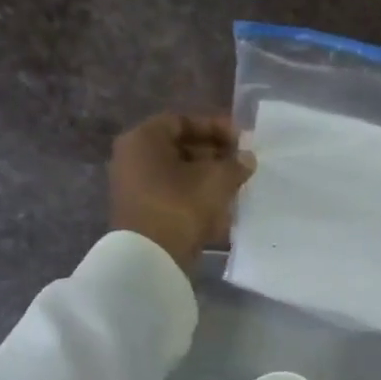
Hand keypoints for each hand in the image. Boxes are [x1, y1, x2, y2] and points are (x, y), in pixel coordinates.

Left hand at [109, 113, 253, 271]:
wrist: (152, 257)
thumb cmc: (181, 206)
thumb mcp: (216, 180)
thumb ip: (235, 164)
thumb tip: (247, 158)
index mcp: (143, 139)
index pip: (182, 121)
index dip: (214, 127)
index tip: (240, 139)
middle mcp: (133, 158)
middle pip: (179, 147)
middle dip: (213, 153)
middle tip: (240, 162)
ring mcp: (135, 187)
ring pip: (178, 173)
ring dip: (207, 176)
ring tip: (236, 184)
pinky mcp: (143, 212)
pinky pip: (173, 195)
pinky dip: (196, 196)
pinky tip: (221, 206)